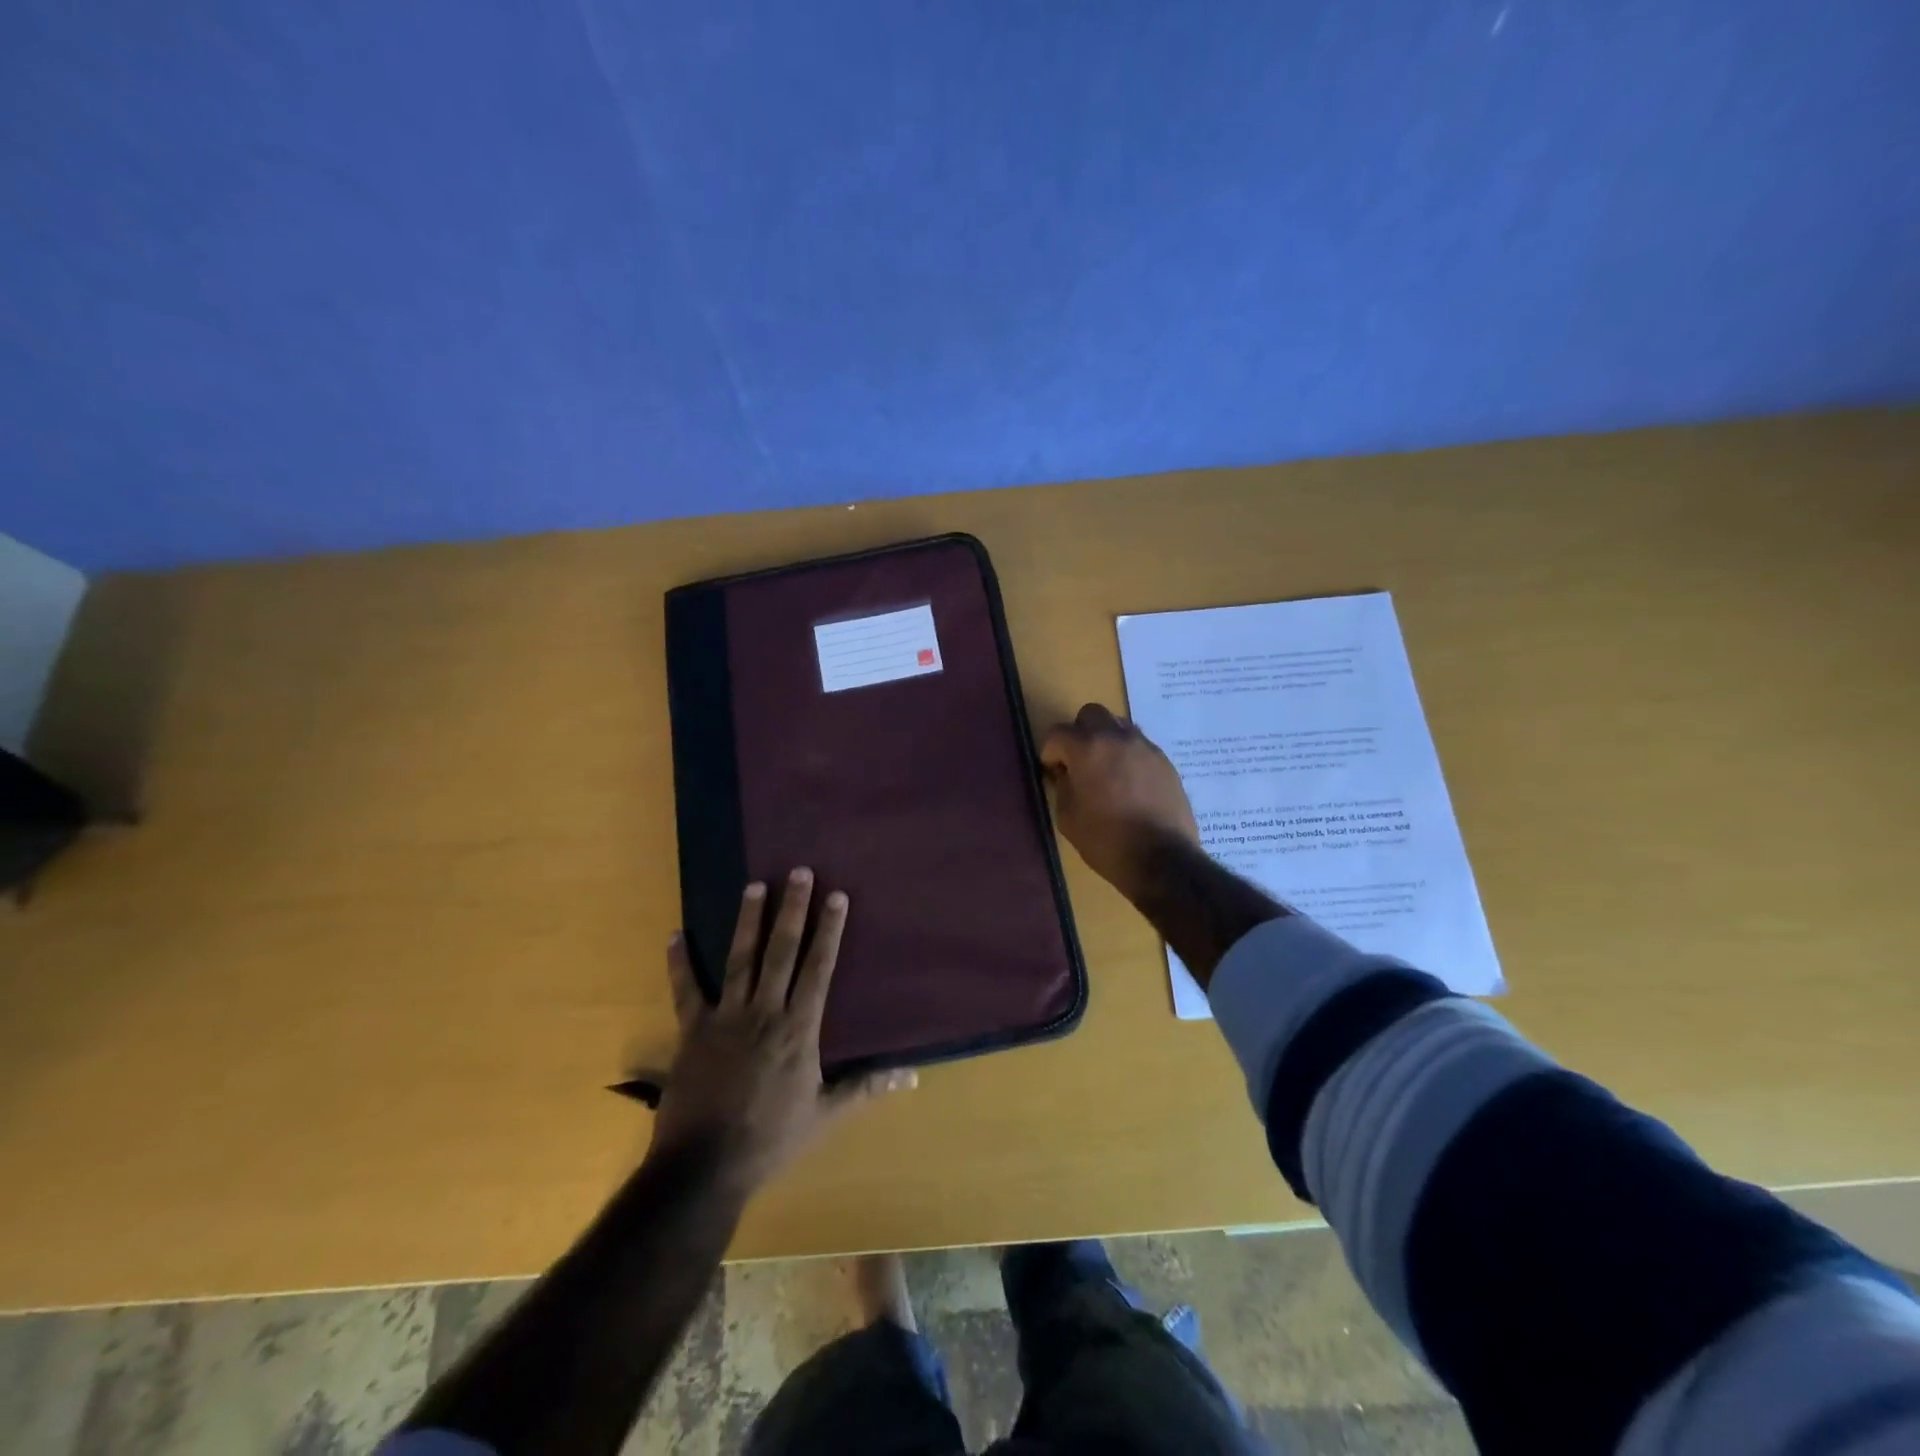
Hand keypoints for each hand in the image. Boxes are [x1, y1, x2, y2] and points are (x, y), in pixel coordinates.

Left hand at [651, 870, 914, 1192]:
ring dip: (747, 920)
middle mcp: (764, 1012)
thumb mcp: (826, 1115)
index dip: (828, 930)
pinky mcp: (693, 1031)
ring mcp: (725, 1018)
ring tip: (754, 884)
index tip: (835, 895)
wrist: (704, 1167)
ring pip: (739, 959)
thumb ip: (866, 1088)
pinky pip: (686, 990)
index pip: (818, 968)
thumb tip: (912, 1075)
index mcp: (798, 1028)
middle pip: (781, 951)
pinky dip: (679, 963)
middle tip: (798, 872)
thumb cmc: (771, 1139)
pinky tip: (675, 934)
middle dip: (792, 909)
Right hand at [1040, 704, 1199, 904]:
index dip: (1050, 752)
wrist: (1161, 858)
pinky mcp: (1165, 761)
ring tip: (1106, 770)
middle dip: (1079, 733)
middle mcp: (1117, 737)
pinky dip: (1128, 755)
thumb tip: (1066, 773)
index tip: (1053, 772)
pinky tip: (1130, 783)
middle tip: (1079, 761)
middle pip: (1091, 714)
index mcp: (1087, 748)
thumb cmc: (1106, 840)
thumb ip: (1063, 786)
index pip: (1058, 733)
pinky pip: (1140, 745)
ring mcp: (1145, 747)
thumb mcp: (1068, 817)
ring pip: (1119, 725)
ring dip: (1106, 740)